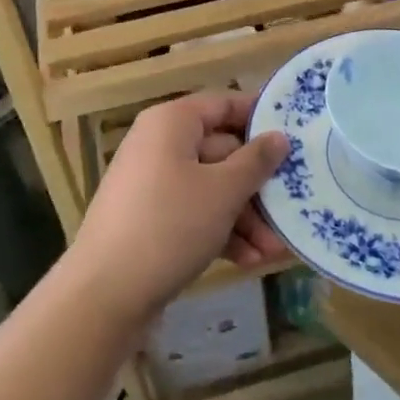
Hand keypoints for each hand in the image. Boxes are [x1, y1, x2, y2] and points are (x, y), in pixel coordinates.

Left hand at [69, 91, 290, 326]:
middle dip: (258, 186)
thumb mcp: (222, 192)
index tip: (296, 136)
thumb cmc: (169, 225)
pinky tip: (248, 259)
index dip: (260, 117)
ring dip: (245, 216)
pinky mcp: (150, 218)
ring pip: (211, 187)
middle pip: (222, 151)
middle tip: (291, 210)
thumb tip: (279, 136)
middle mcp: (160, 144)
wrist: (103, 295)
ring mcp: (153, 183)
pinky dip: (221, 230)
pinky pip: (194, 212)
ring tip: (273, 250)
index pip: (223, 104)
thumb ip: (256, 162)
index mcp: (172, 122)